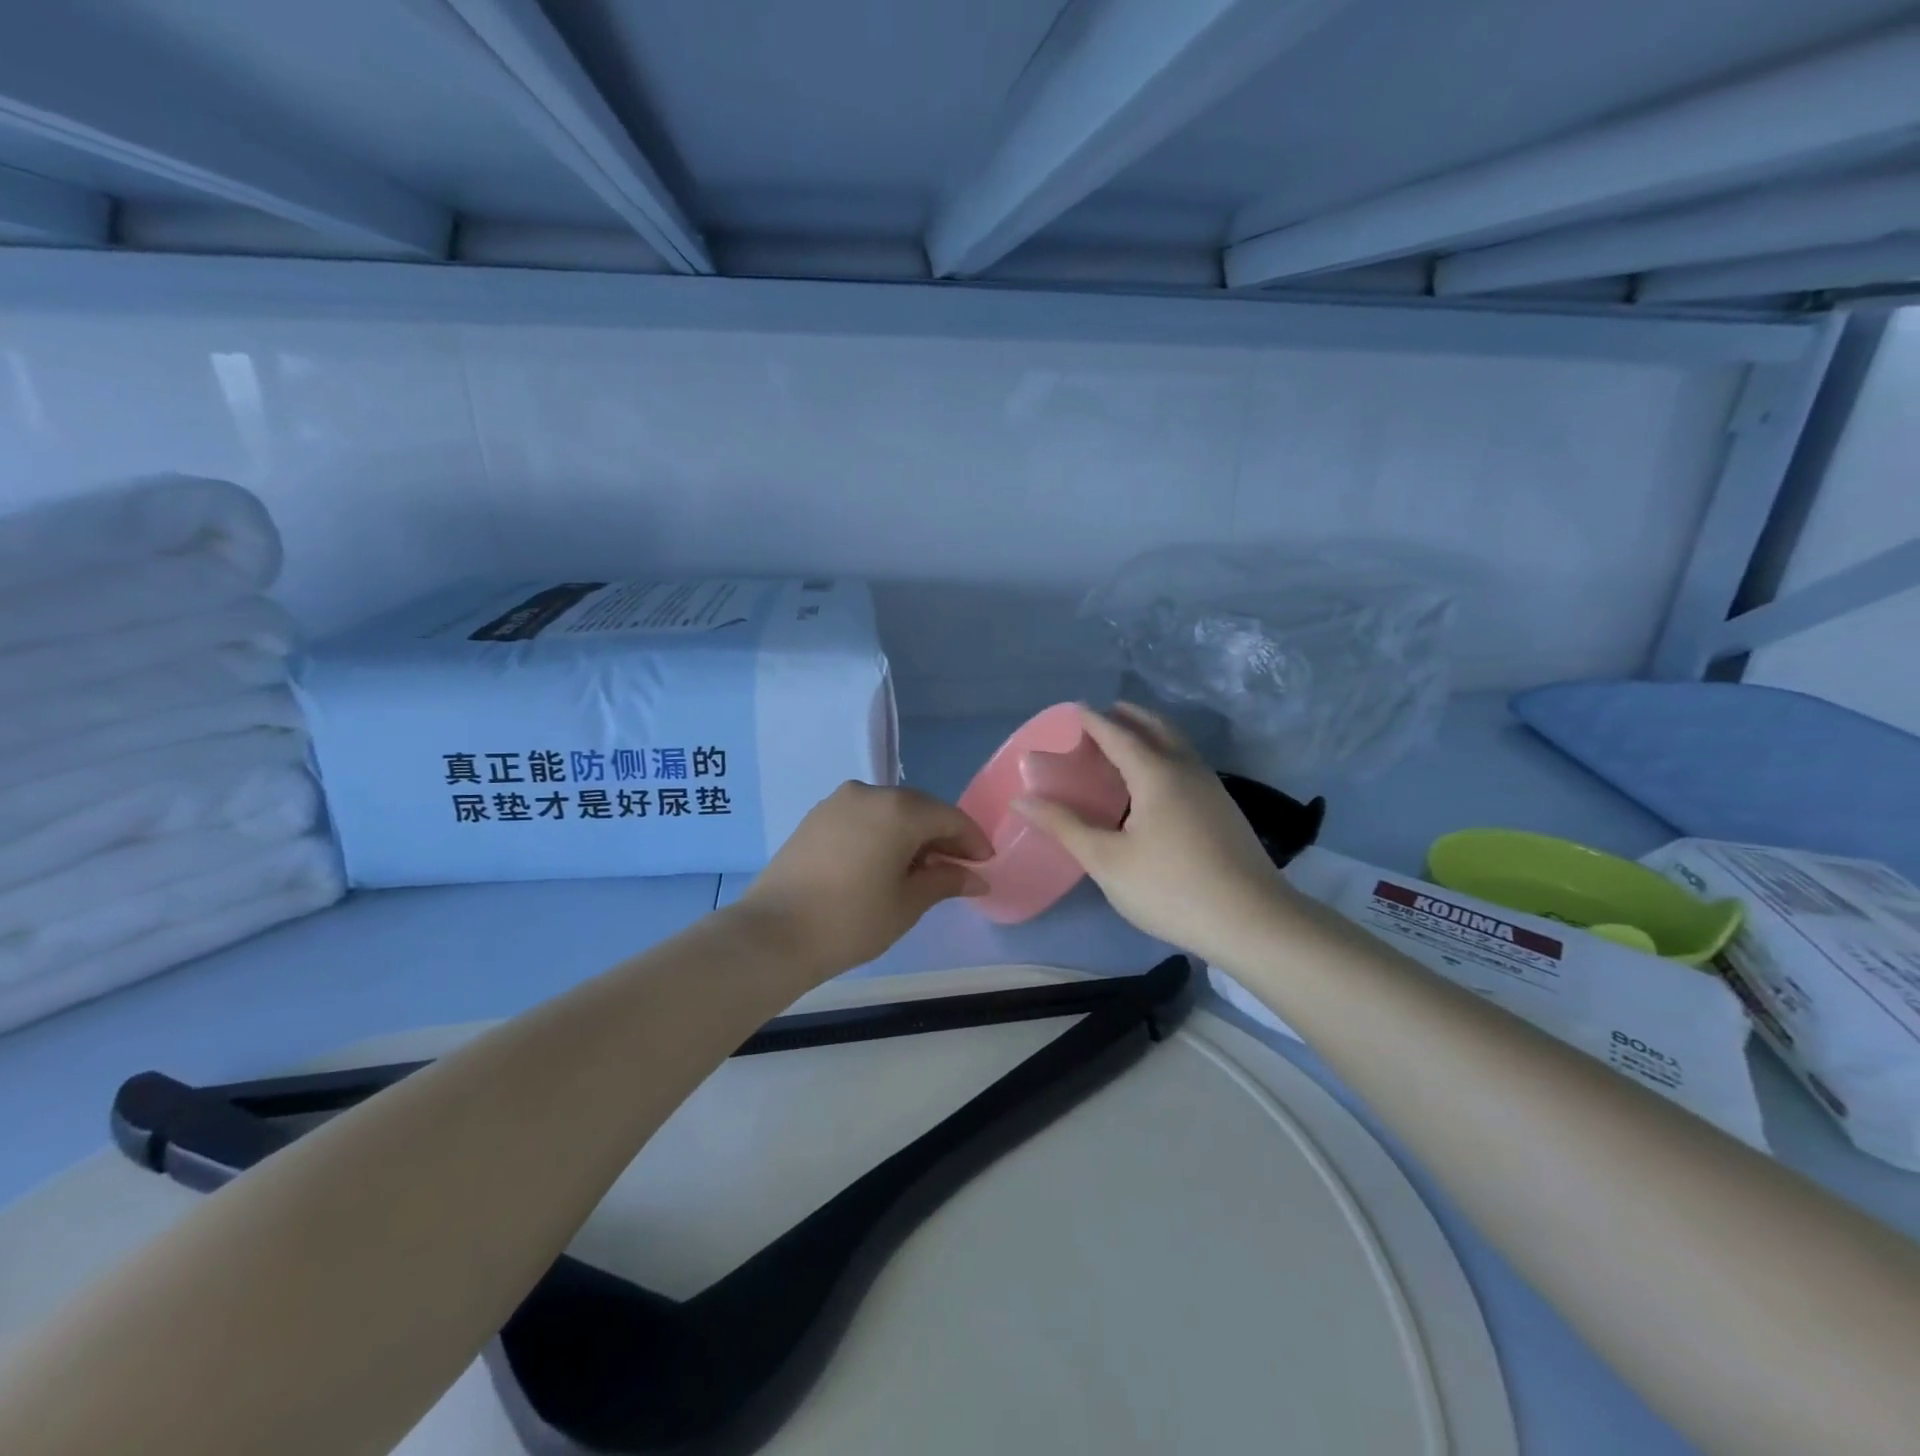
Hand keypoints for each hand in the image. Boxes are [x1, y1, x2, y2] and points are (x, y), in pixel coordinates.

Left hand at [734, 781, 990, 977]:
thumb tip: (976, 877)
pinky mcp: (816, 817)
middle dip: (942, 836)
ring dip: (911, 834)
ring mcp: (838, 802)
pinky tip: (885, 862)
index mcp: (899, 809)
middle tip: (957, 868)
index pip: (949, 818)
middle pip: (919, 809)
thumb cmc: (851, 920)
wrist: (773, 933)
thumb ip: (945, 881)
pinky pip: (863, 817)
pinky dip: (882, 833)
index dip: (972, 841)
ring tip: (920, 868)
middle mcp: (869, 793)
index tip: (985, 865)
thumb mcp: (907, 903)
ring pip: (890, 811)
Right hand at [1014, 704, 1293, 964]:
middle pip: (1156, 728)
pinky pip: (1187, 766)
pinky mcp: (1224, 810)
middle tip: (1102, 718)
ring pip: (1177, 746)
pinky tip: (1155, 786)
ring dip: (1150, 735)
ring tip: (1124, 746)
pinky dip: (1164, 757)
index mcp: (1156, 773)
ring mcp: (1212, 789)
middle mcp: (1187, 770)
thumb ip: (1064, 826)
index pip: (1118, 733)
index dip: (1092, 721)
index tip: (1073, 710)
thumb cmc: (1170, 887)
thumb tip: (1022, 799)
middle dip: (1127, 717)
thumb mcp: (1107, 860)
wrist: (1253, 922)